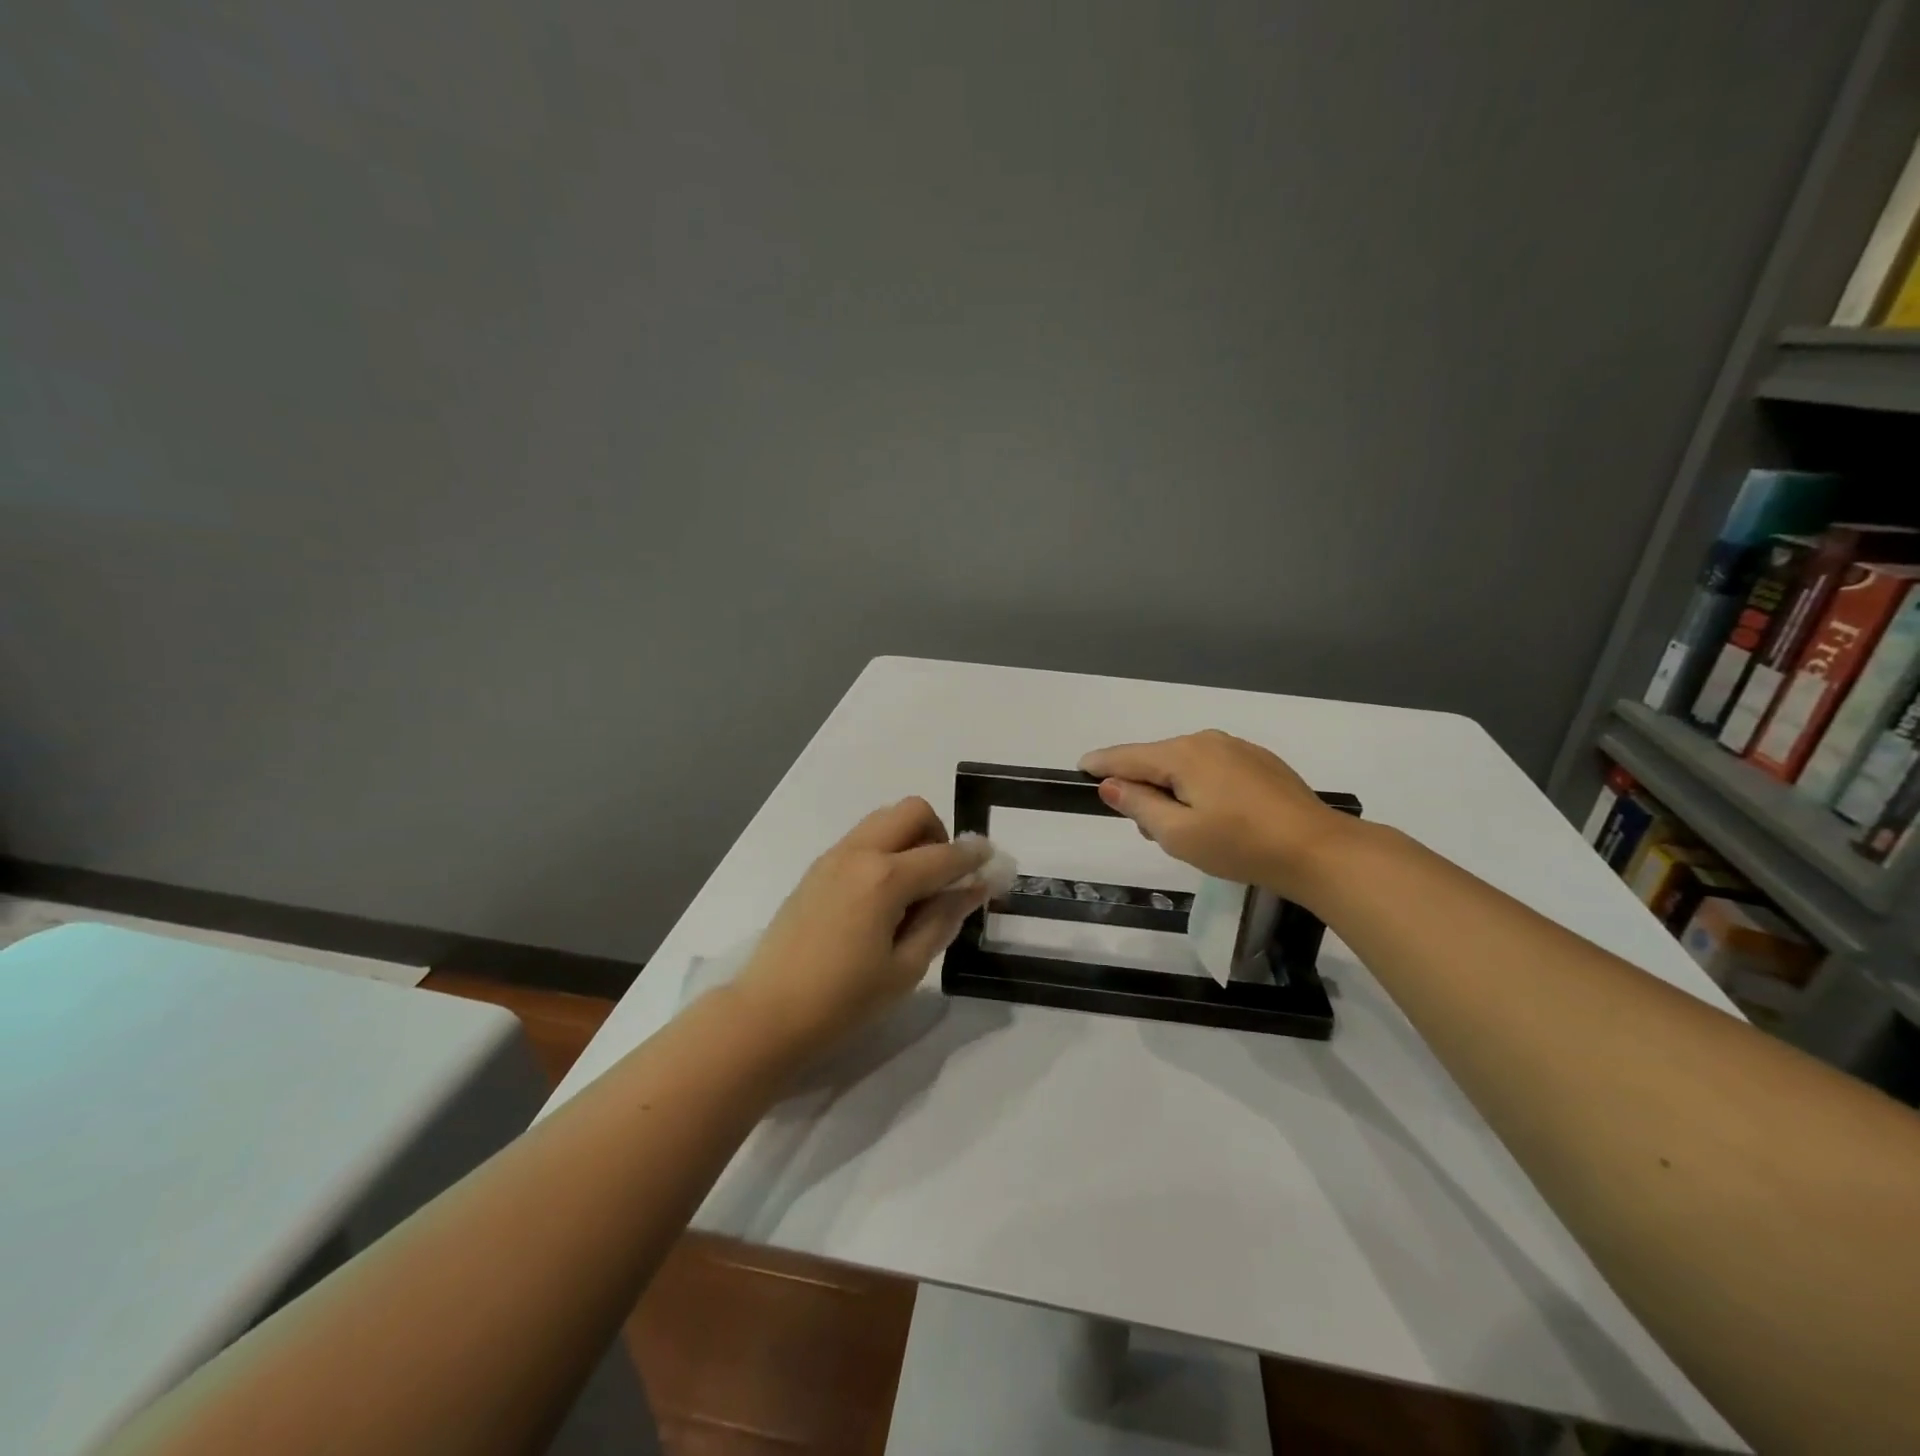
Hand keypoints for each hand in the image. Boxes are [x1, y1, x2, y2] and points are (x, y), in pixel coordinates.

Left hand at [731, 797, 990, 1052]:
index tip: (994, 861)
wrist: (767, 1014)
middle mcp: (859, 853)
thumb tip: (975, 887)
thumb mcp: (906, 968)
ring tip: (913, 889)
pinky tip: (883, 897)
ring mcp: (833, 857)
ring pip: (884, 820)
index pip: (945, 855)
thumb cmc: (843, 1001)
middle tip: (944, 877)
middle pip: (911, 811)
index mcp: (885, 878)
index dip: (975, 857)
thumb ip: (943, 919)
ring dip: (910, 838)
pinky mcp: (816, 869)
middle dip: (939, 833)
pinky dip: (884, 850)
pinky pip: (862, 839)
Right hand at [1079, 730, 1356, 902]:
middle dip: (1142, 787)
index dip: (1100, 764)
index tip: (1079, 769)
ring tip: (1185, 830)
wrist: (1318, 850)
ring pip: (1185, 764)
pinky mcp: (1259, 762)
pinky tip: (1216, 817)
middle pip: (1156, 759)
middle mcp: (1207, 740)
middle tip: (1149, 829)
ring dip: (1172, 789)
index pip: (1127, 756)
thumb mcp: (1178, 834)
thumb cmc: (1240, 845)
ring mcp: (1237, 748)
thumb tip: (1110, 785)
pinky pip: (1212, 768)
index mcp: (1183, 755)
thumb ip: (1139, 805)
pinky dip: (1198, 786)